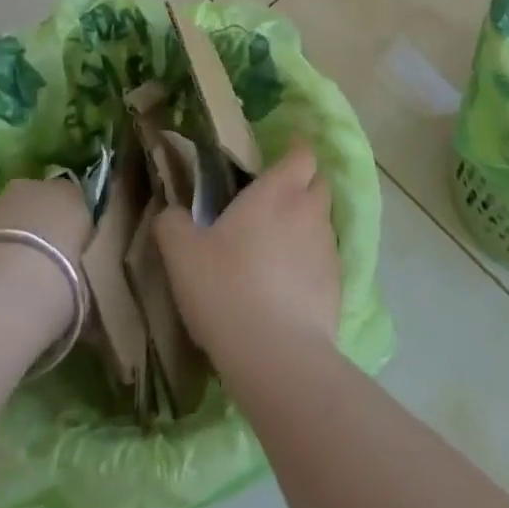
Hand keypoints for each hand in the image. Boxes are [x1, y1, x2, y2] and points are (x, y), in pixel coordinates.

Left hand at [0, 177, 92, 348]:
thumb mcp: (83, 292)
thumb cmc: (57, 284)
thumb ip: (82, 288)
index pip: (77, 206)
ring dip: (10, 240)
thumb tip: (87, 315)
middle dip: (40, 230)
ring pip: (10, 218)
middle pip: (40, 205)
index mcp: (73, 197)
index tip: (71, 259)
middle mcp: (37, 189)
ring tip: (8, 282)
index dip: (73, 232)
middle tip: (40, 268)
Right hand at [155, 144, 341, 368]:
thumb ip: (172, 224)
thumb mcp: (182, 255)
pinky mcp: (338, 286)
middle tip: (274, 201)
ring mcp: (328, 249)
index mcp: (277, 192)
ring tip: (278, 247)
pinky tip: (288, 285)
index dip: (294, 151)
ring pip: (323, 222)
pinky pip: (326, 260)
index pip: (301, 154)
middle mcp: (309, 211)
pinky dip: (311, 262)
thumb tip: (170, 213)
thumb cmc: (226, 289)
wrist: (276, 356)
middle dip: (303, 185)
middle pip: (319, 183)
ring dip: (307, 225)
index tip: (279, 157)